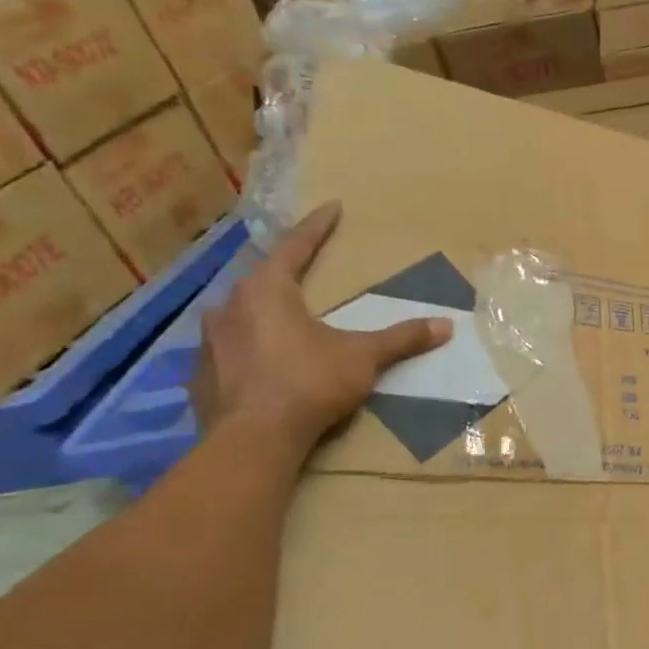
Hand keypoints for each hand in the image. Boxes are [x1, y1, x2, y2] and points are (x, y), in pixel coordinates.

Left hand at [191, 202, 452, 450]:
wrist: (253, 440)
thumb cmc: (309, 382)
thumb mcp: (364, 357)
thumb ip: (402, 338)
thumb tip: (446, 325)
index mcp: (266, 292)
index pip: (294, 248)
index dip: (317, 228)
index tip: (332, 208)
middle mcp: (230, 308)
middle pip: (261, 281)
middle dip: (285, 274)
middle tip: (306, 271)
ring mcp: (210, 343)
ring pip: (242, 316)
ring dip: (266, 314)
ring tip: (289, 322)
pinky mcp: (202, 376)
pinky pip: (231, 350)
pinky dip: (252, 348)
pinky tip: (268, 363)